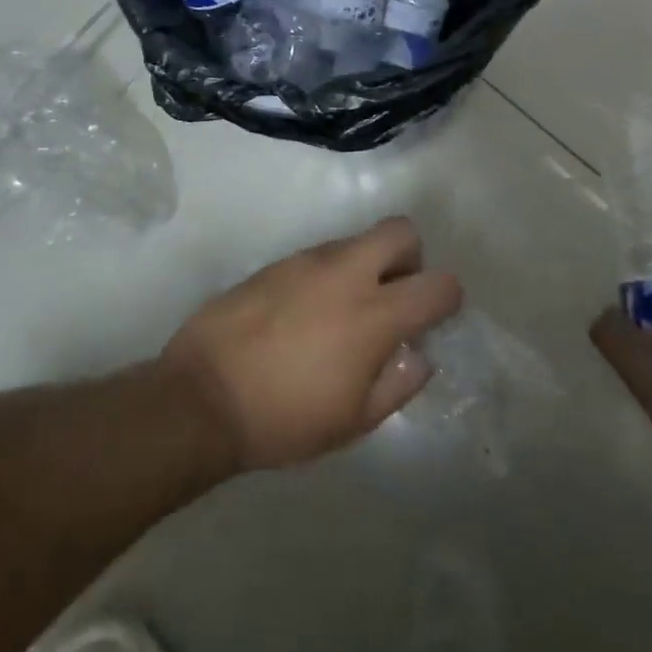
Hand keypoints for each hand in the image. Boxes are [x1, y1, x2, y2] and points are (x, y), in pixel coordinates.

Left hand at [162, 218, 463, 471]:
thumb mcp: (354, 421)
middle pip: (401, 231)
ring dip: (366, 267)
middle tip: (393, 299)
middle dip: (410, 258)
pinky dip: (329, 275)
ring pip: (357, 241)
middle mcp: (346, 273)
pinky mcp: (277, 262)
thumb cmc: (285, 418)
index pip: (438, 284)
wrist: (203, 396)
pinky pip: (320, 255)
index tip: (435, 318)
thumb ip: (398, 383)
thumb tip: (418, 355)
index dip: (448, 299)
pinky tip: (306, 314)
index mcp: (374, 314)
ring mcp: (307, 261)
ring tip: (343, 314)